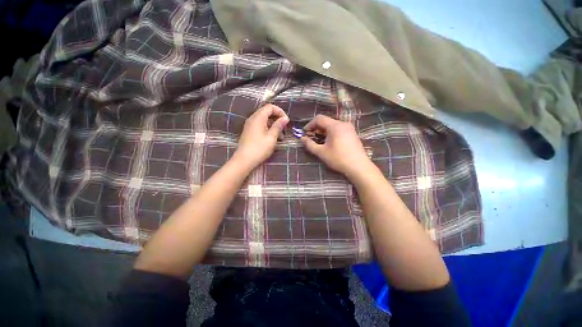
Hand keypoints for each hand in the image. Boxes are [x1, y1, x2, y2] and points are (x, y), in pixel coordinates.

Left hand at [232, 104, 288, 169]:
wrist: (244, 160)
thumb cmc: (259, 148)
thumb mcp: (272, 137)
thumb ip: (278, 126)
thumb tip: (285, 118)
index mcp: (258, 117)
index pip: (270, 107)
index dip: (280, 111)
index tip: (286, 121)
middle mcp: (253, 118)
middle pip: (267, 113)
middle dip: (277, 119)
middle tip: (284, 129)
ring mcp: (250, 125)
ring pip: (264, 120)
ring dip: (274, 126)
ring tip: (281, 137)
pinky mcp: (250, 132)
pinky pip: (260, 126)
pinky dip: (268, 129)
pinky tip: (273, 139)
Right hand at [300, 115, 371, 178]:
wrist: (359, 167)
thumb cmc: (338, 159)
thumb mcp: (321, 152)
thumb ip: (310, 144)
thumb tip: (302, 139)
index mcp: (335, 126)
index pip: (319, 118)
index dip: (309, 124)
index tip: (304, 133)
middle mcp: (343, 124)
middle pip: (326, 121)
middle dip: (316, 128)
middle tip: (310, 137)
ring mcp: (349, 128)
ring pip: (332, 125)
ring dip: (323, 131)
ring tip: (319, 140)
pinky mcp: (352, 134)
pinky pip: (338, 129)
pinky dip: (331, 133)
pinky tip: (329, 142)